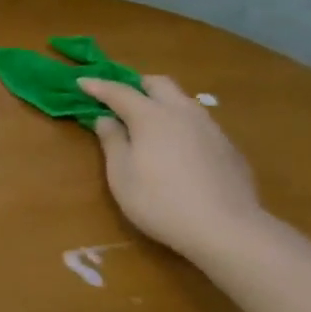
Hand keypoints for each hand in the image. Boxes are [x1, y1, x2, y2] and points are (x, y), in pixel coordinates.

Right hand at [82, 75, 266, 259]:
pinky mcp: (229, 147)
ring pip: (183, 101)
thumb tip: (105, 119)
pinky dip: (181, 125)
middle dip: (136, 85)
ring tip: (150, 124)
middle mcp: (182, 113)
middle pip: (159, 83)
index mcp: (151, 116)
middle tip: (120, 99)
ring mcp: (211, 128)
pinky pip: (199, 123)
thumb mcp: (121, 175)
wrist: (227, 229)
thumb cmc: (160, 202)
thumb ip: (112, 141)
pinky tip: (179, 150)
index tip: (81, 81)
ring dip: (162, 103)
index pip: (119, 92)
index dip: (98, 86)